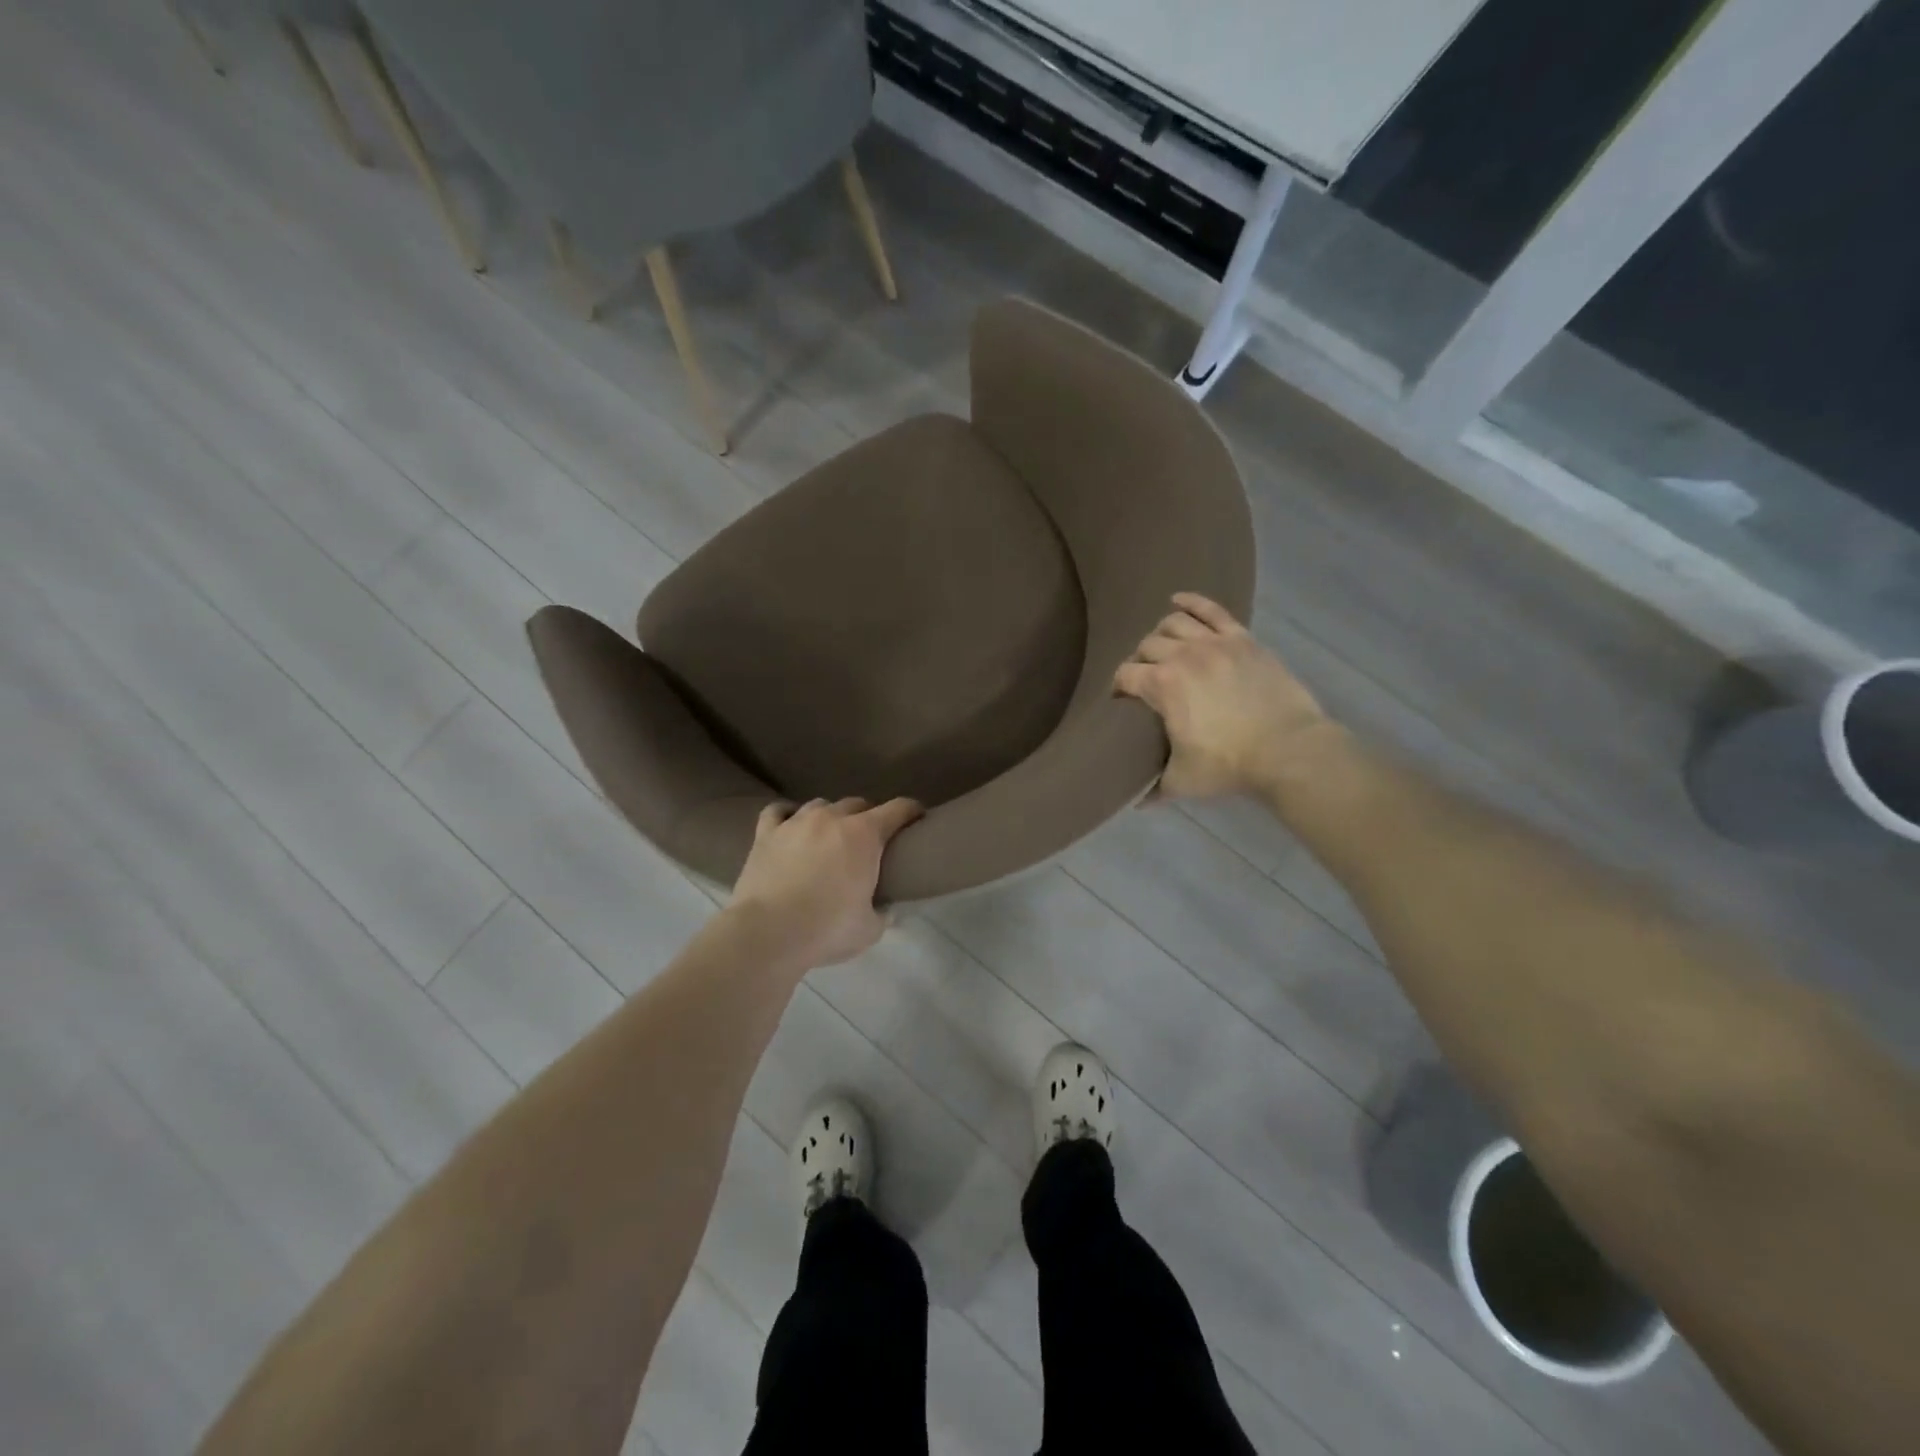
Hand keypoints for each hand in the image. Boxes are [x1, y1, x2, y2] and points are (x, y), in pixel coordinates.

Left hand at [729, 797, 923, 968]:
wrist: (768, 933)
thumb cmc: (827, 929)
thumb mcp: (870, 929)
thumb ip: (882, 913)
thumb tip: (886, 908)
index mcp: (865, 835)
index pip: (898, 809)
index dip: (912, 811)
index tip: (918, 817)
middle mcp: (832, 818)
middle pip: (858, 803)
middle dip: (868, 816)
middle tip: (869, 840)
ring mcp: (797, 822)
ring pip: (820, 804)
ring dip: (830, 816)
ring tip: (829, 835)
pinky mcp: (766, 833)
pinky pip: (778, 811)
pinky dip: (787, 815)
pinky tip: (789, 826)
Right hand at [1114, 593, 1332, 799]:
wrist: (1288, 750)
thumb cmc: (1229, 765)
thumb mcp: (1183, 781)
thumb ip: (1155, 788)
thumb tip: (1137, 802)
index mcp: (1162, 685)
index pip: (1125, 675)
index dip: (1119, 687)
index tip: (1122, 700)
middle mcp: (1182, 655)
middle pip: (1147, 646)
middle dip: (1140, 661)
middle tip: (1146, 678)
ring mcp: (1215, 642)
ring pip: (1174, 623)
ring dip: (1162, 634)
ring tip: (1163, 646)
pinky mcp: (1242, 639)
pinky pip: (1212, 610)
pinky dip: (1192, 602)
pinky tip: (1177, 600)